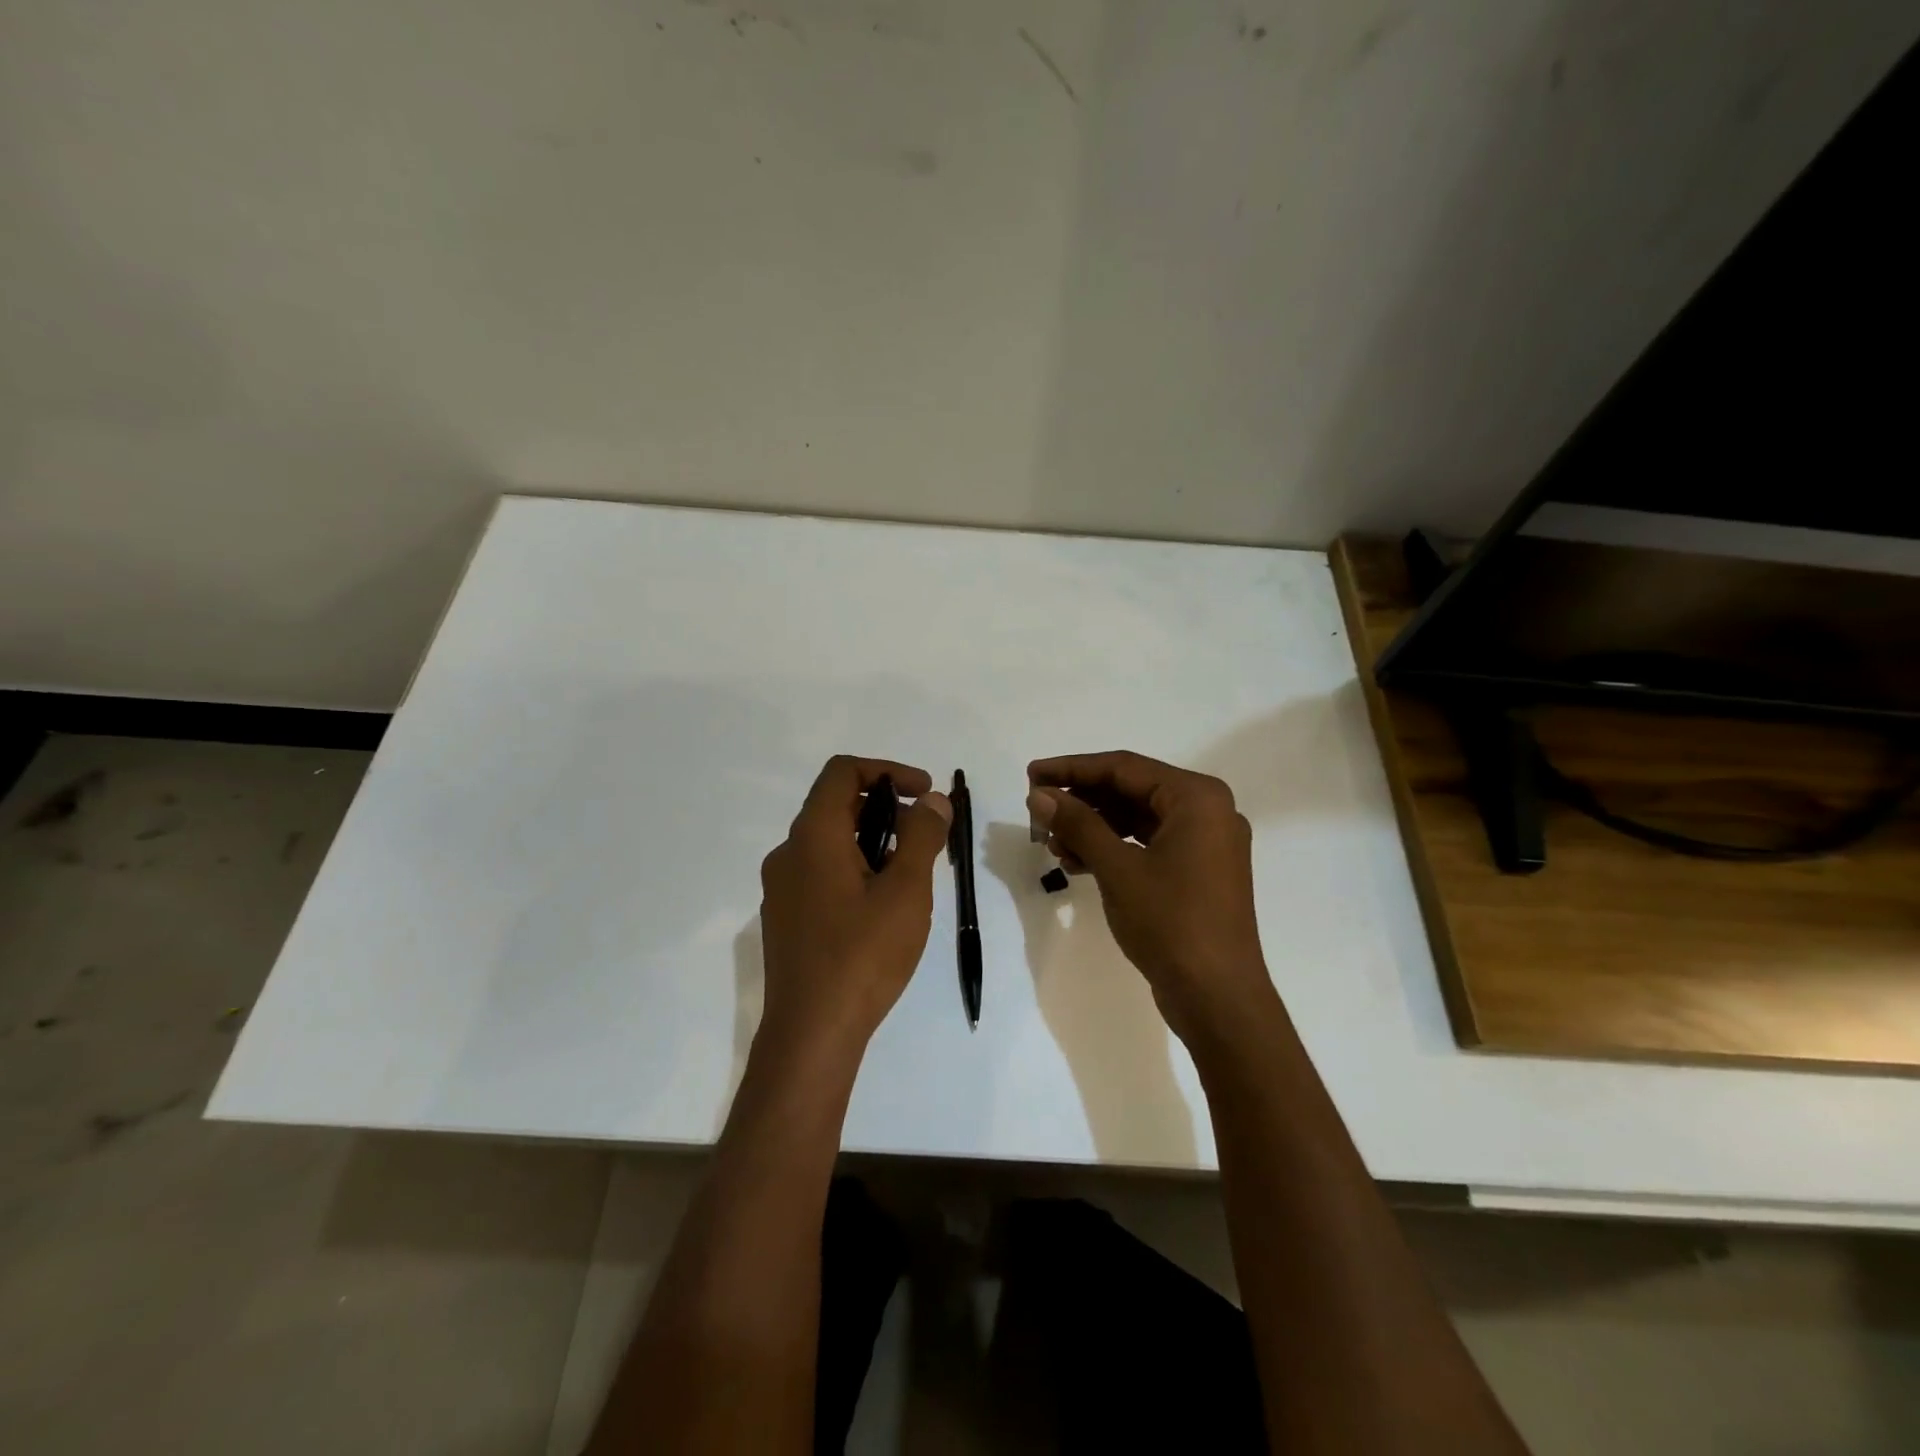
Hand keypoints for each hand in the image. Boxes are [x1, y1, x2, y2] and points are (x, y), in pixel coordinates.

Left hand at [757, 756, 952, 1057]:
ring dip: (872, 842)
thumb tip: (933, 800)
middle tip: (925, 837)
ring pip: (829, 842)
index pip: (843, 772)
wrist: (811, 1034)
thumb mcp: (906, 891)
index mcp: (813, 836)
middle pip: (836, 806)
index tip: (925, 793)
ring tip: (909, 876)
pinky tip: (880, 908)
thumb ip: (922, 836)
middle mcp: (788, 853)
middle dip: (886, 809)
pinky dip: (853, 869)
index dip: (888, 771)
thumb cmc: (862, 956)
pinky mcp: (784, 918)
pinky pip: (820, 873)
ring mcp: (781, 888)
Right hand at [1028, 751, 1276, 1043]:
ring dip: (1093, 827)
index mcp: (1197, 798)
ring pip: (1137, 819)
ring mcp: (1205, 844)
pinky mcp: (1197, 872)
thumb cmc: (1171, 923)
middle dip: (1082, 801)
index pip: (1124, 768)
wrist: (1218, 999)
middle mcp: (1207, 812)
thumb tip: (1039, 795)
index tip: (1031, 775)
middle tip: (1038, 811)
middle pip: (1131, 790)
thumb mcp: (1118, 868)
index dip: (1073, 769)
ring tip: (1052, 844)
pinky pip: (1148, 844)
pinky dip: (1113, 849)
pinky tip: (1077, 863)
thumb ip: (1078, 824)